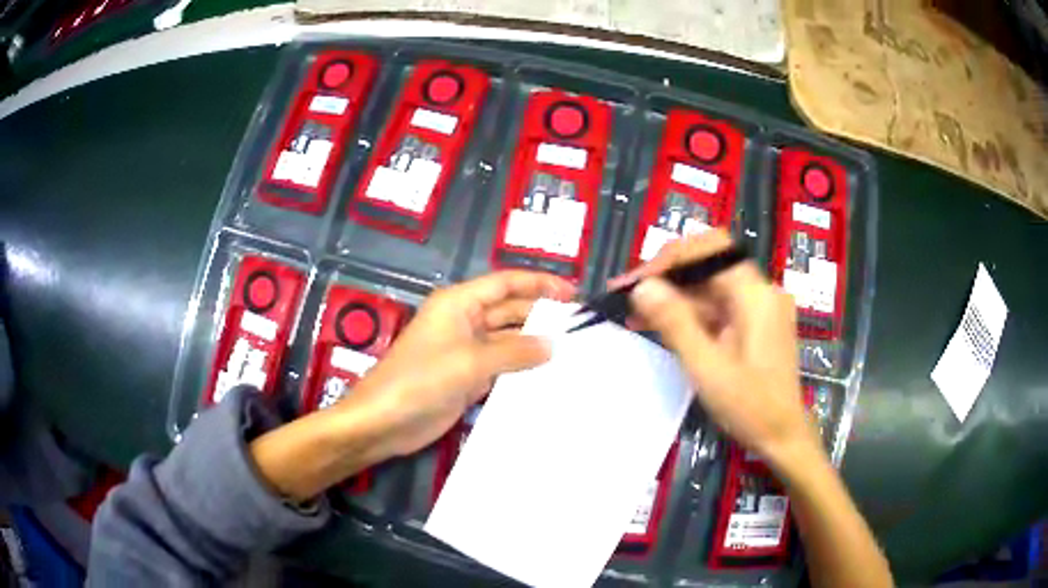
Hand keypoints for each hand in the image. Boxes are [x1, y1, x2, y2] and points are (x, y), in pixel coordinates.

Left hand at [341, 271, 575, 458]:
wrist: (385, 421)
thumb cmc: (421, 380)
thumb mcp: (470, 362)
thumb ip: (514, 351)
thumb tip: (553, 345)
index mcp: (459, 304)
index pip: (505, 284)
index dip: (539, 284)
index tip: (572, 294)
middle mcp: (465, 322)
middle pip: (509, 310)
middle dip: (541, 315)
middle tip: (581, 327)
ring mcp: (467, 351)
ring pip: (508, 340)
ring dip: (535, 344)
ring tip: (574, 350)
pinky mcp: (468, 378)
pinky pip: (502, 366)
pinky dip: (523, 369)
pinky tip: (550, 375)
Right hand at [620, 230, 820, 473]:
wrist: (783, 436)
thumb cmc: (749, 406)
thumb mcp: (707, 367)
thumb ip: (675, 323)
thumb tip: (643, 287)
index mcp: (755, 294)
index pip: (708, 252)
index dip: (668, 260)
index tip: (635, 282)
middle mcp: (760, 291)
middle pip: (708, 265)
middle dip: (666, 276)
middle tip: (627, 293)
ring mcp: (758, 307)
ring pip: (709, 286)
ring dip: (672, 296)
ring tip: (633, 312)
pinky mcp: (753, 323)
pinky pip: (716, 307)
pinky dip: (688, 313)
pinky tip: (659, 324)